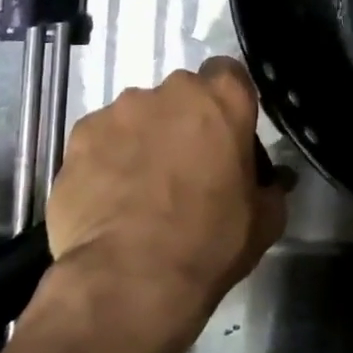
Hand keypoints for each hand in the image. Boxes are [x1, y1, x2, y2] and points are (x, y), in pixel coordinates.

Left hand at [42, 57, 288, 330]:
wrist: (129, 279)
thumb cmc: (209, 243)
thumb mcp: (264, 221)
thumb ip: (270, 187)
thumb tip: (273, 180)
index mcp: (222, 100)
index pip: (229, 74)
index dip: (226, 102)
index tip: (225, 133)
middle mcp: (170, 91)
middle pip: (181, 95)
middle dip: (183, 122)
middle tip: (185, 167)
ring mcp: (120, 111)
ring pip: (137, 116)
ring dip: (143, 139)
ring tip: (139, 188)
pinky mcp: (79, 136)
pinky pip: (100, 139)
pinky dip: (106, 159)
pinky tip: (108, 198)